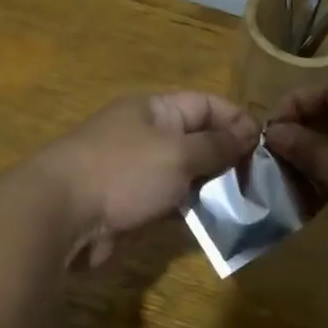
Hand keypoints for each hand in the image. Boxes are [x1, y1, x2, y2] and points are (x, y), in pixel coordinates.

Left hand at [36, 92, 258, 267]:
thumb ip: (216, 145)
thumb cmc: (123, 172)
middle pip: (196, 139)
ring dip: (211, 188)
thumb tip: (248, 132)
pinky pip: (168, 202)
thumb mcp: (178, 153)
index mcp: (154, 109)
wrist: (61, 215)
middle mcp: (145, 135)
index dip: (237, 120)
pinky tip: (215, 223)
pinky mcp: (128, 205)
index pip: (206, 104)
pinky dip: (189, 210)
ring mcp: (135, 172)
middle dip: (228, 157)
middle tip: (262, 182)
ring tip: (246, 204)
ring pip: (184, 174)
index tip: (266, 146)